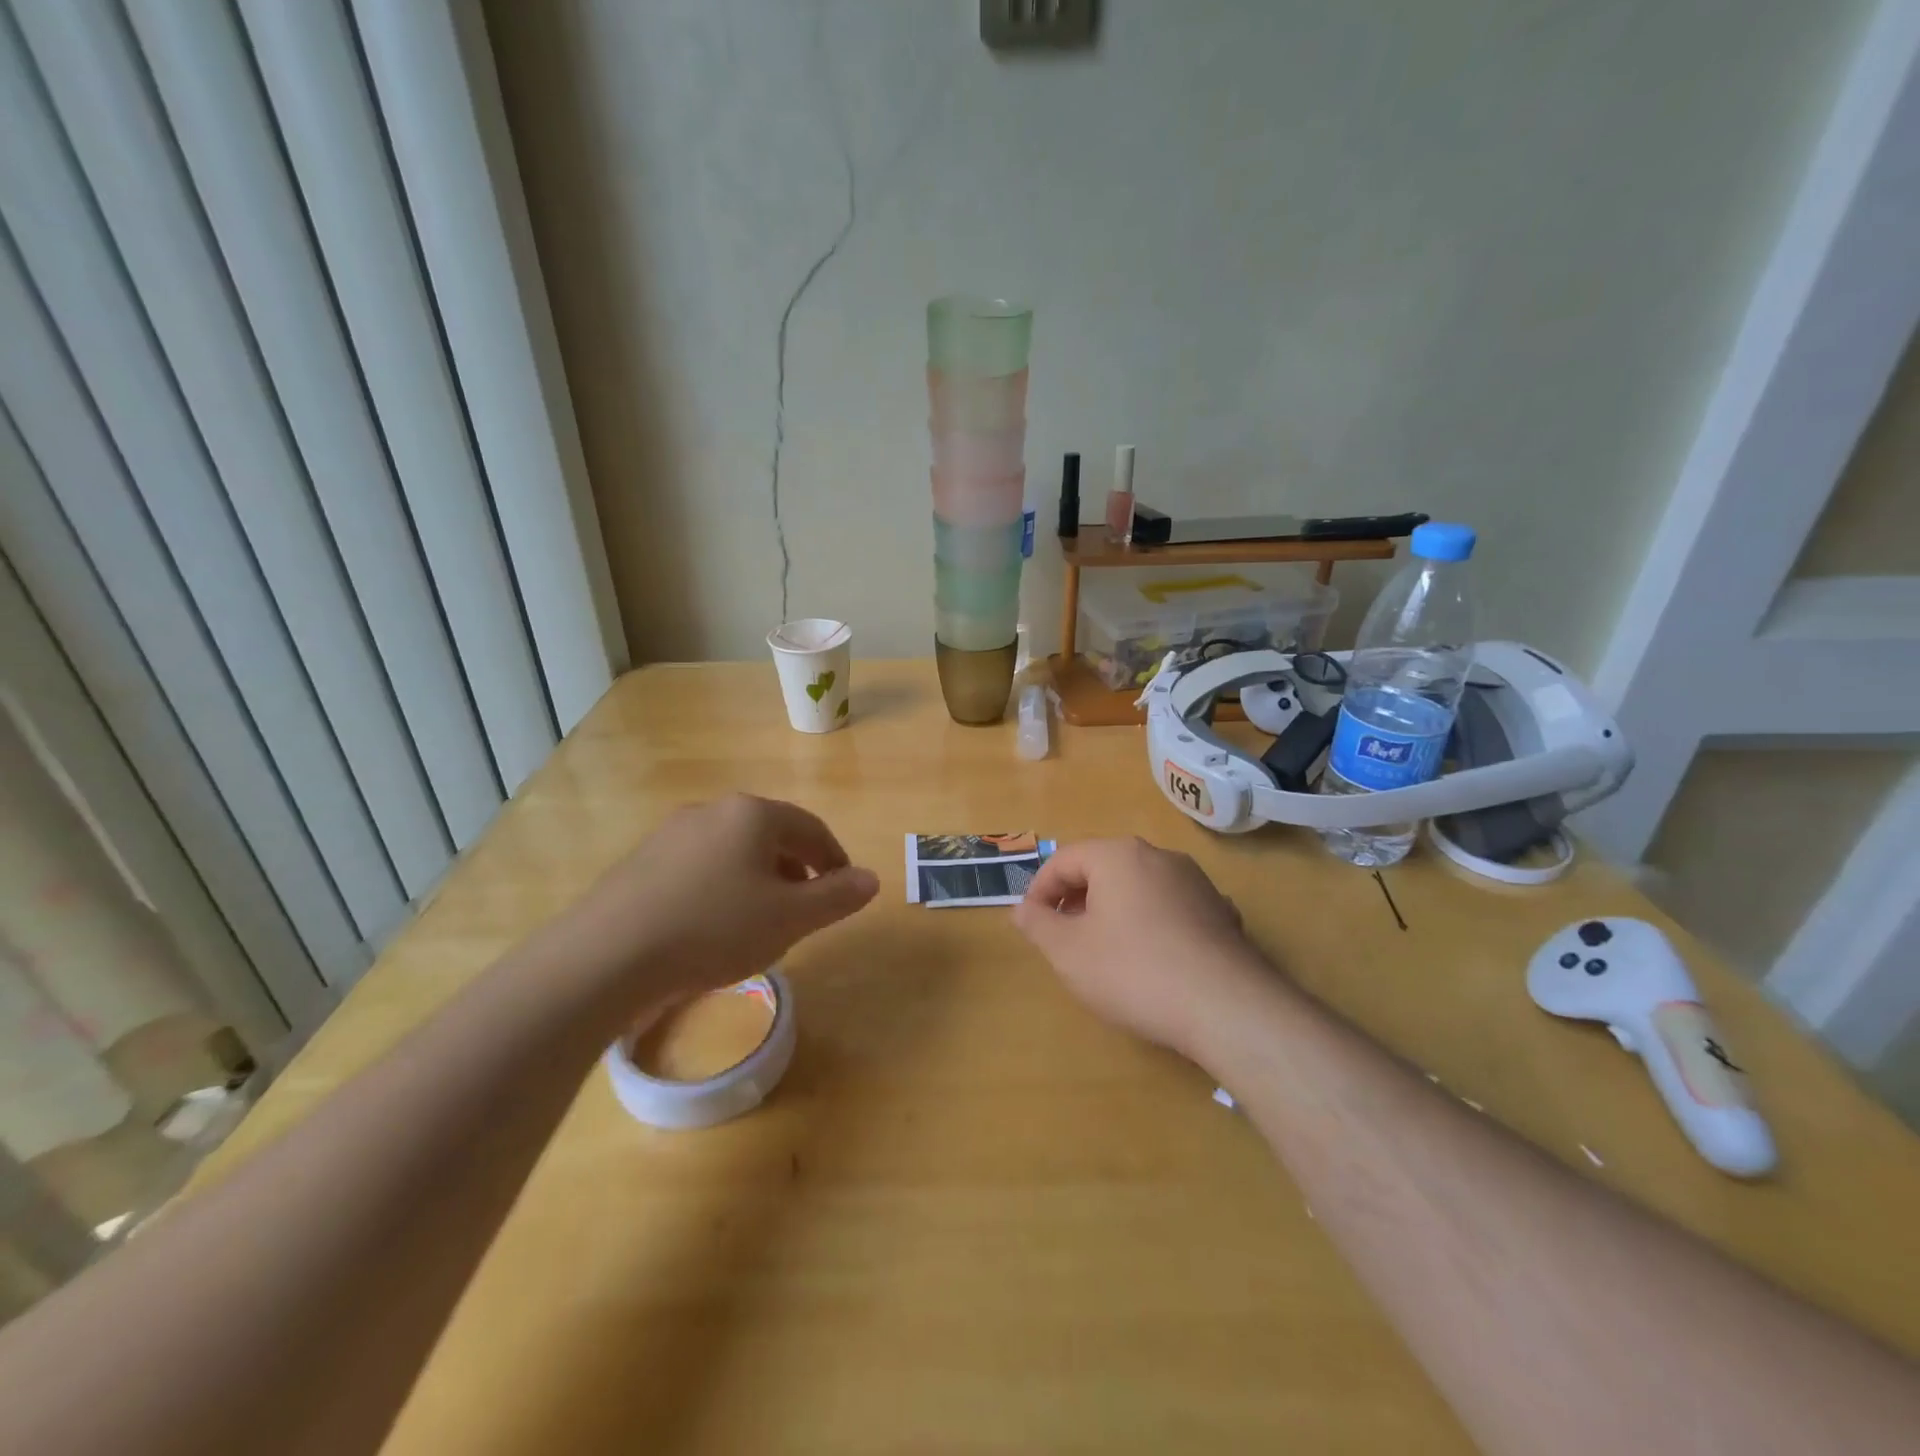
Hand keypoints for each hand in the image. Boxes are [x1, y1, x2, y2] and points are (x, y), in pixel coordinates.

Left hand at [563, 795, 878, 1009]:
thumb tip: (872, 879)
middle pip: (770, 835)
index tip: (844, 890)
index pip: (811, 828)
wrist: (607, 956)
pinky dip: (721, 889)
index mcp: (753, 814)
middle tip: (806, 907)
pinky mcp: (641, 862)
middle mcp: (712, 811)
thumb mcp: (790, 918)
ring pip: (733, 851)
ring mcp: (671, 834)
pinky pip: (699, 867)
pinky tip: (712, 927)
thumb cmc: (714, 928)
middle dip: (796, 869)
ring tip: (762, 921)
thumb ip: (836, 896)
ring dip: (758, 880)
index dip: (835, 858)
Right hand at [1014, 838, 1271, 1058]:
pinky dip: (1150, 923)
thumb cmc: (1134, 971)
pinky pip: (1170, 907)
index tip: (1032, 923)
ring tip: (1104, 949)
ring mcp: (1195, 882)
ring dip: (1113, 910)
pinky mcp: (1220, 911)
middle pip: (1103, 868)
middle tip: (1063, 936)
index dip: (1040, 890)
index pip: (1065, 859)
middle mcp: (1158, 856)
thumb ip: (1038, 925)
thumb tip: (1022, 909)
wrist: (1226, 1007)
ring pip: (1139, 886)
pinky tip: (1151, 959)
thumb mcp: (1069, 952)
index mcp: (1118, 855)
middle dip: (1076, 899)